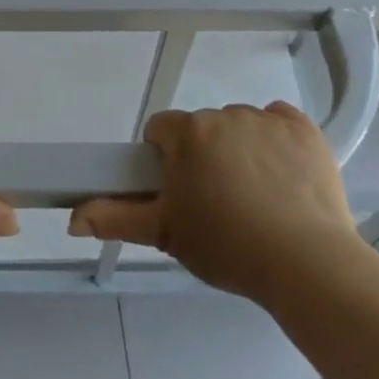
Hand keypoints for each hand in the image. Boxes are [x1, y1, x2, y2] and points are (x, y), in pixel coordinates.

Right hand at [68, 102, 360, 301]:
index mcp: (187, 133)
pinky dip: (278, 142)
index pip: (160, 130)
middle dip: (204, 157)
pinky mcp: (303, 128)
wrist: (306, 264)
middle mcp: (223, 114)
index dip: (165, 160)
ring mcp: (266, 118)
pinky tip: (285, 177)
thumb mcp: (165, 235)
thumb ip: (116, 219)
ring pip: (240, 126)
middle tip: (218, 203)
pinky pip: (280, 123)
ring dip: (241, 150)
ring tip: (257, 199)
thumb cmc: (227, 247)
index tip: (180, 192)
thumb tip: (72, 217)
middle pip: (202, 129)